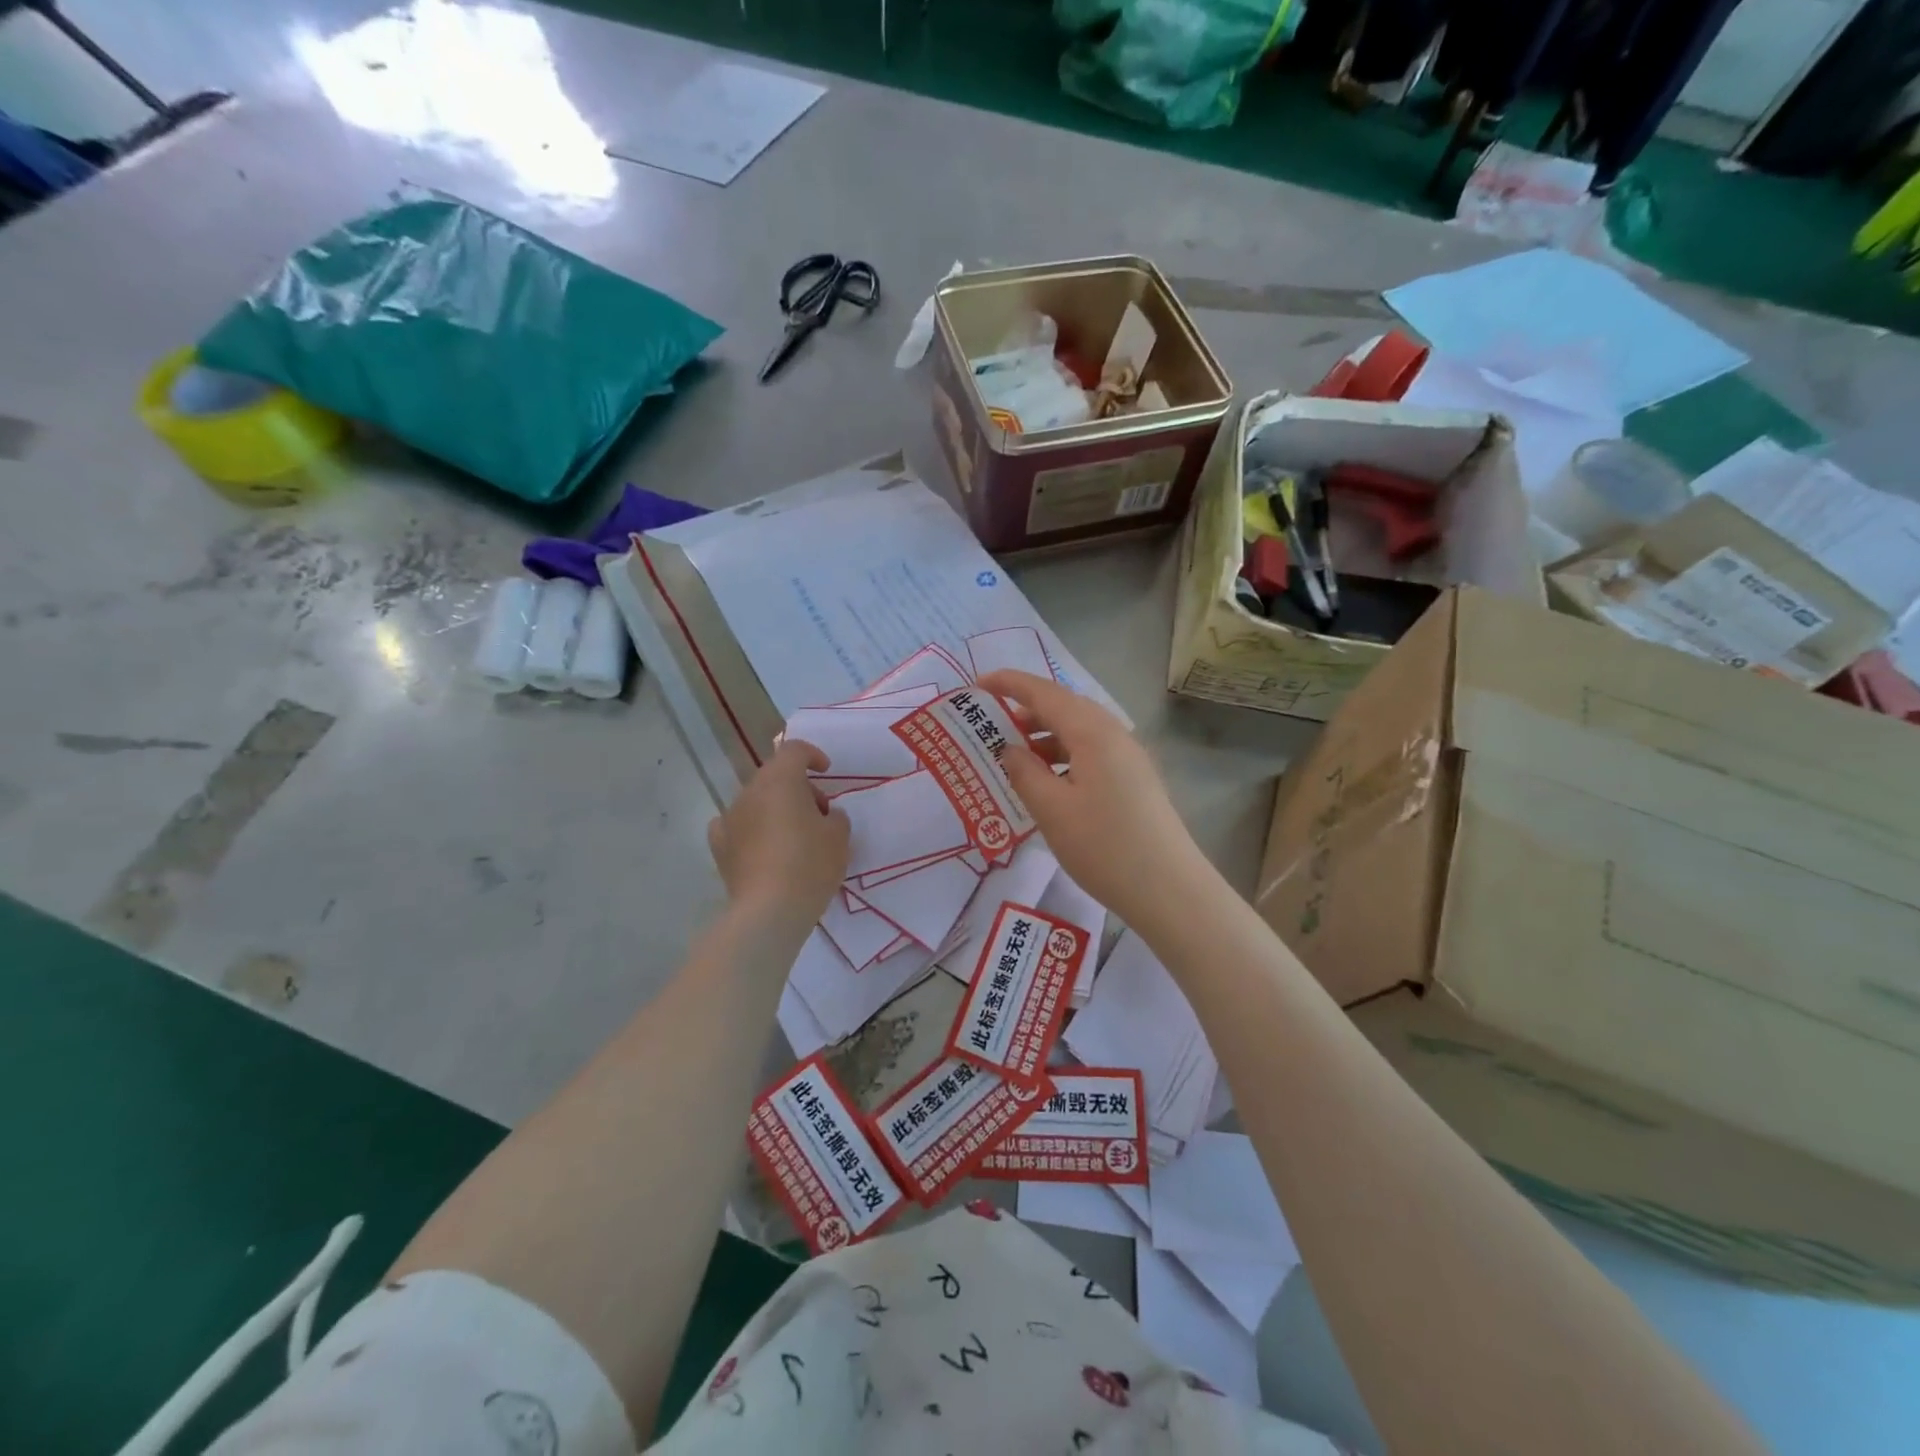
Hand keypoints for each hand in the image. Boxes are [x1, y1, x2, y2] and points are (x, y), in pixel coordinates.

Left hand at [707, 740, 849, 924]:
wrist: (770, 910)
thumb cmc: (810, 864)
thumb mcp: (839, 837)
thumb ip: (835, 816)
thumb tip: (824, 816)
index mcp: (780, 780)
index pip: (793, 750)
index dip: (812, 755)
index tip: (826, 771)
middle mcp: (750, 792)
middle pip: (774, 776)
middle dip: (797, 787)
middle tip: (818, 813)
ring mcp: (730, 818)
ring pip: (756, 800)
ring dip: (775, 808)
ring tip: (795, 836)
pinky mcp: (720, 846)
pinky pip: (736, 825)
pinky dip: (751, 828)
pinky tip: (762, 846)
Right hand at [977, 670, 1206, 924]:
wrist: (1169, 889)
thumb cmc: (1104, 846)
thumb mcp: (1051, 810)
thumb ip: (1024, 773)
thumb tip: (1010, 749)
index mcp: (1093, 732)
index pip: (1044, 694)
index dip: (1010, 684)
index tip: (977, 685)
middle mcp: (1114, 734)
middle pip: (1065, 707)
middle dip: (1026, 710)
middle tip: (991, 722)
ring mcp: (1129, 757)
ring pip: (1079, 731)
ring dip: (1045, 736)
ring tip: (1014, 755)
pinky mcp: (1134, 780)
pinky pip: (1091, 752)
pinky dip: (1063, 756)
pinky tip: (1048, 782)